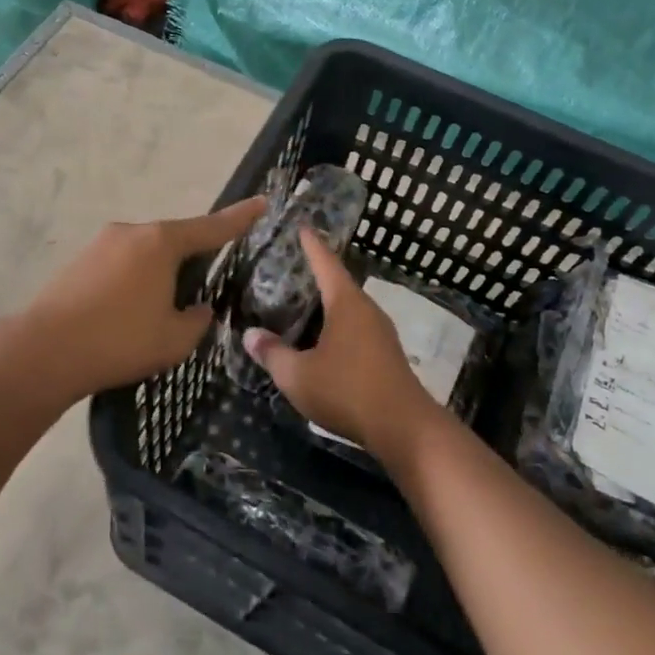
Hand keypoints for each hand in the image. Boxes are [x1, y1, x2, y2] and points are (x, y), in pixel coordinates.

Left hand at [11, 197, 266, 403]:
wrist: (43, 351)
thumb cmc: (119, 341)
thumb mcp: (174, 339)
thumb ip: (197, 320)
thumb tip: (199, 308)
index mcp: (162, 242)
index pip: (212, 227)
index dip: (240, 218)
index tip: (262, 202)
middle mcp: (133, 232)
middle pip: (175, 239)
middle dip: (190, 260)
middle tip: (198, 292)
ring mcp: (102, 242)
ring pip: (146, 252)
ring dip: (158, 273)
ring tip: (156, 312)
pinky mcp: (79, 260)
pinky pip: (121, 263)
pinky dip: (133, 280)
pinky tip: (126, 312)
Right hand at [243, 229, 438, 457]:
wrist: (404, 427)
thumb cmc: (347, 390)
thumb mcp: (298, 376)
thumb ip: (272, 354)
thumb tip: (250, 335)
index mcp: (345, 303)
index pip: (325, 263)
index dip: (311, 245)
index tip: (302, 226)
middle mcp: (366, 309)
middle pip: (339, 283)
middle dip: (317, 274)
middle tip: (291, 268)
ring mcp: (381, 331)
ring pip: (349, 308)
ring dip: (328, 303)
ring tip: (303, 303)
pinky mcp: (386, 353)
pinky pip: (357, 327)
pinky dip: (337, 324)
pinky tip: (323, 339)